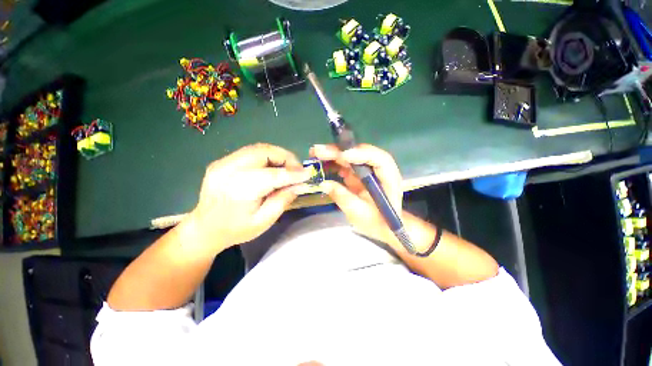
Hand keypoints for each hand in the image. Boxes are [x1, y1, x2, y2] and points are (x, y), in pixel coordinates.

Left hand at [187, 143, 310, 250]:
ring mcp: (222, 163)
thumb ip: (283, 200)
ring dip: (277, 155)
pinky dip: (266, 156)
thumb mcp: (264, 221)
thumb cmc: (236, 229)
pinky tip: (271, 168)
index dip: (294, 173)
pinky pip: (249, 152)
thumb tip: (300, 184)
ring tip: (286, 168)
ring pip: (258, 148)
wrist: (204, 229)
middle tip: (297, 169)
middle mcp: (229, 171)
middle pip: (264, 152)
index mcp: (240, 190)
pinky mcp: (221, 161)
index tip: (309, 173)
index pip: (274, 175)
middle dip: (286, 157)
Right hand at [310, 144, 403, 242]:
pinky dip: (333, 162)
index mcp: (388, 178)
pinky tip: (321, 163)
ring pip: (352, 156)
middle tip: (319, 150)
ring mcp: (368, 170)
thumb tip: (324, 183)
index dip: (361, 154)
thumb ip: (343, 198)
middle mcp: (379, 169)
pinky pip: (346, 164)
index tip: (342, 155)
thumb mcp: (360, 213)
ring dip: (334, 154)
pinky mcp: (359, 173)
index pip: (379, 159)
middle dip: (340, 151)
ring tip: (315, 153)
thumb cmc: (376, 222)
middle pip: (361, 153)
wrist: (381, 226)